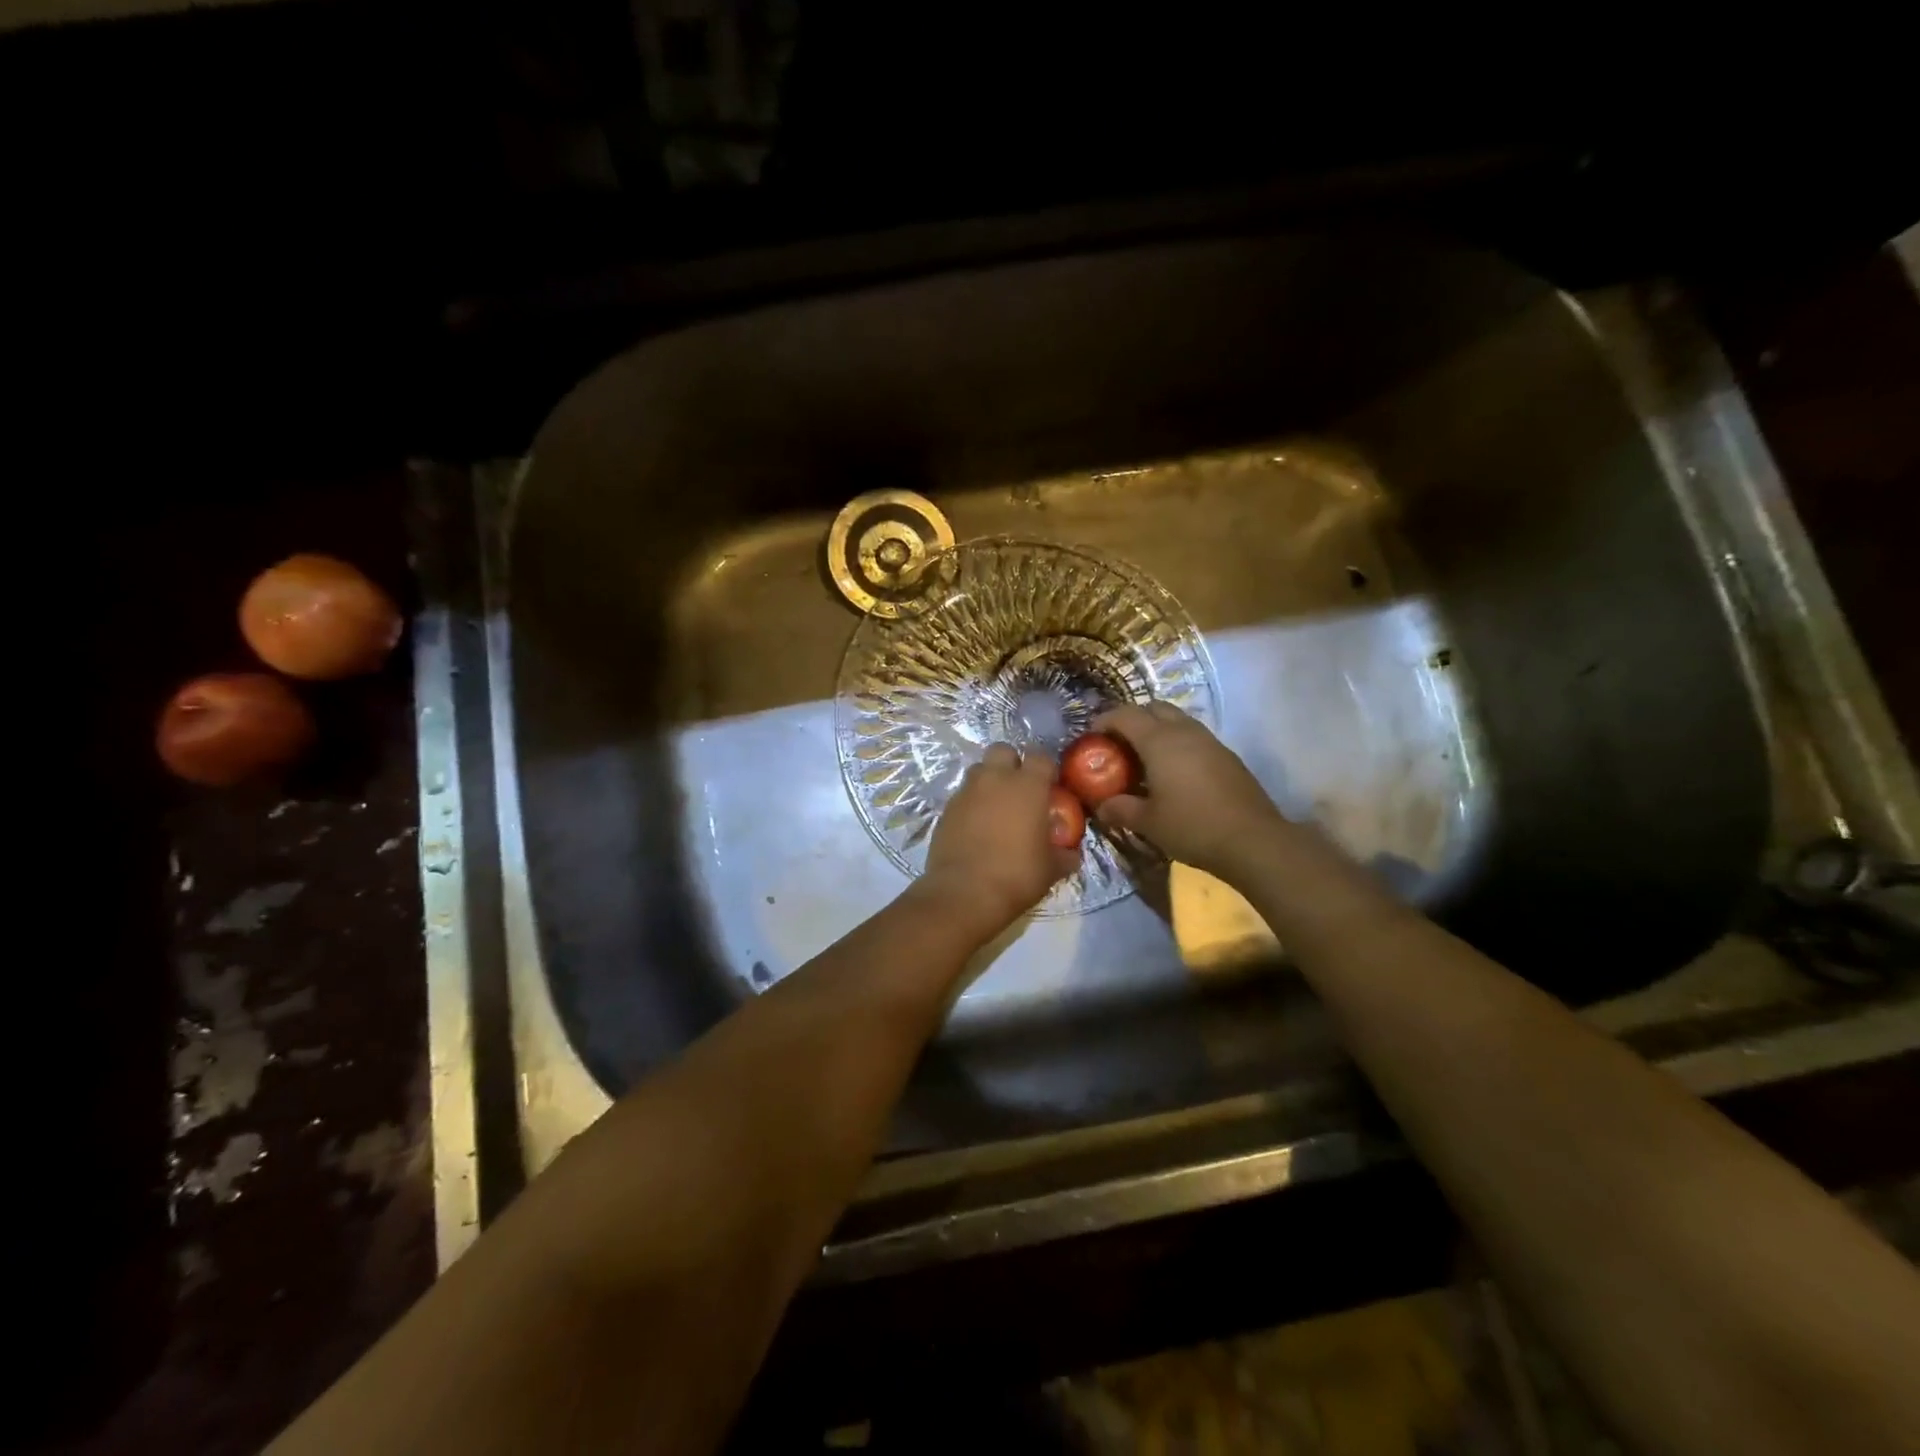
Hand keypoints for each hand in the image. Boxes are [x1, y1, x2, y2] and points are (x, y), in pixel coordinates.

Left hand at [918, 743, 1080, 935]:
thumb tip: (1071, 853)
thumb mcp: (1051, 869)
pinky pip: (962, 795)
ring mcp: (966, 791)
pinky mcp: (946, 809)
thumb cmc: (1017, 875)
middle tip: (1019, 788)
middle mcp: (995, 779)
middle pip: (1003, 750)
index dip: (1046, 769)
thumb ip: (1064, 854)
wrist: (964, 894)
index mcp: (1027, 786)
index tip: (1050, 786)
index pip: (1040, 757)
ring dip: (989, 780)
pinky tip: (976, 826)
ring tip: (996, 806)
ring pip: (978, 770)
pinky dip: (971, 803)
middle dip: (1012, 763)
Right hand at [1093, 703, 1286, 877]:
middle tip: (1119, 745)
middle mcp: (1185, 731)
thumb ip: (1120, 809)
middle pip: (1153, 708)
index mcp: (1159, 741)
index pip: (1125, 715)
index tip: (1091, 737)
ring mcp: (1210, 741)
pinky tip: (1173, 774)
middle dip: (1132, 719)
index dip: (1104, 721)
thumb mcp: (1148, 822)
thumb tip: (1101, 807)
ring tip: (1144, 759)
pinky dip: (1177, 744)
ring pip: (1177, 720)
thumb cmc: (1192, 826)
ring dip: (1157, 731)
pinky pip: (1193, 737)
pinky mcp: (1226, 755)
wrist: (1253, 840)